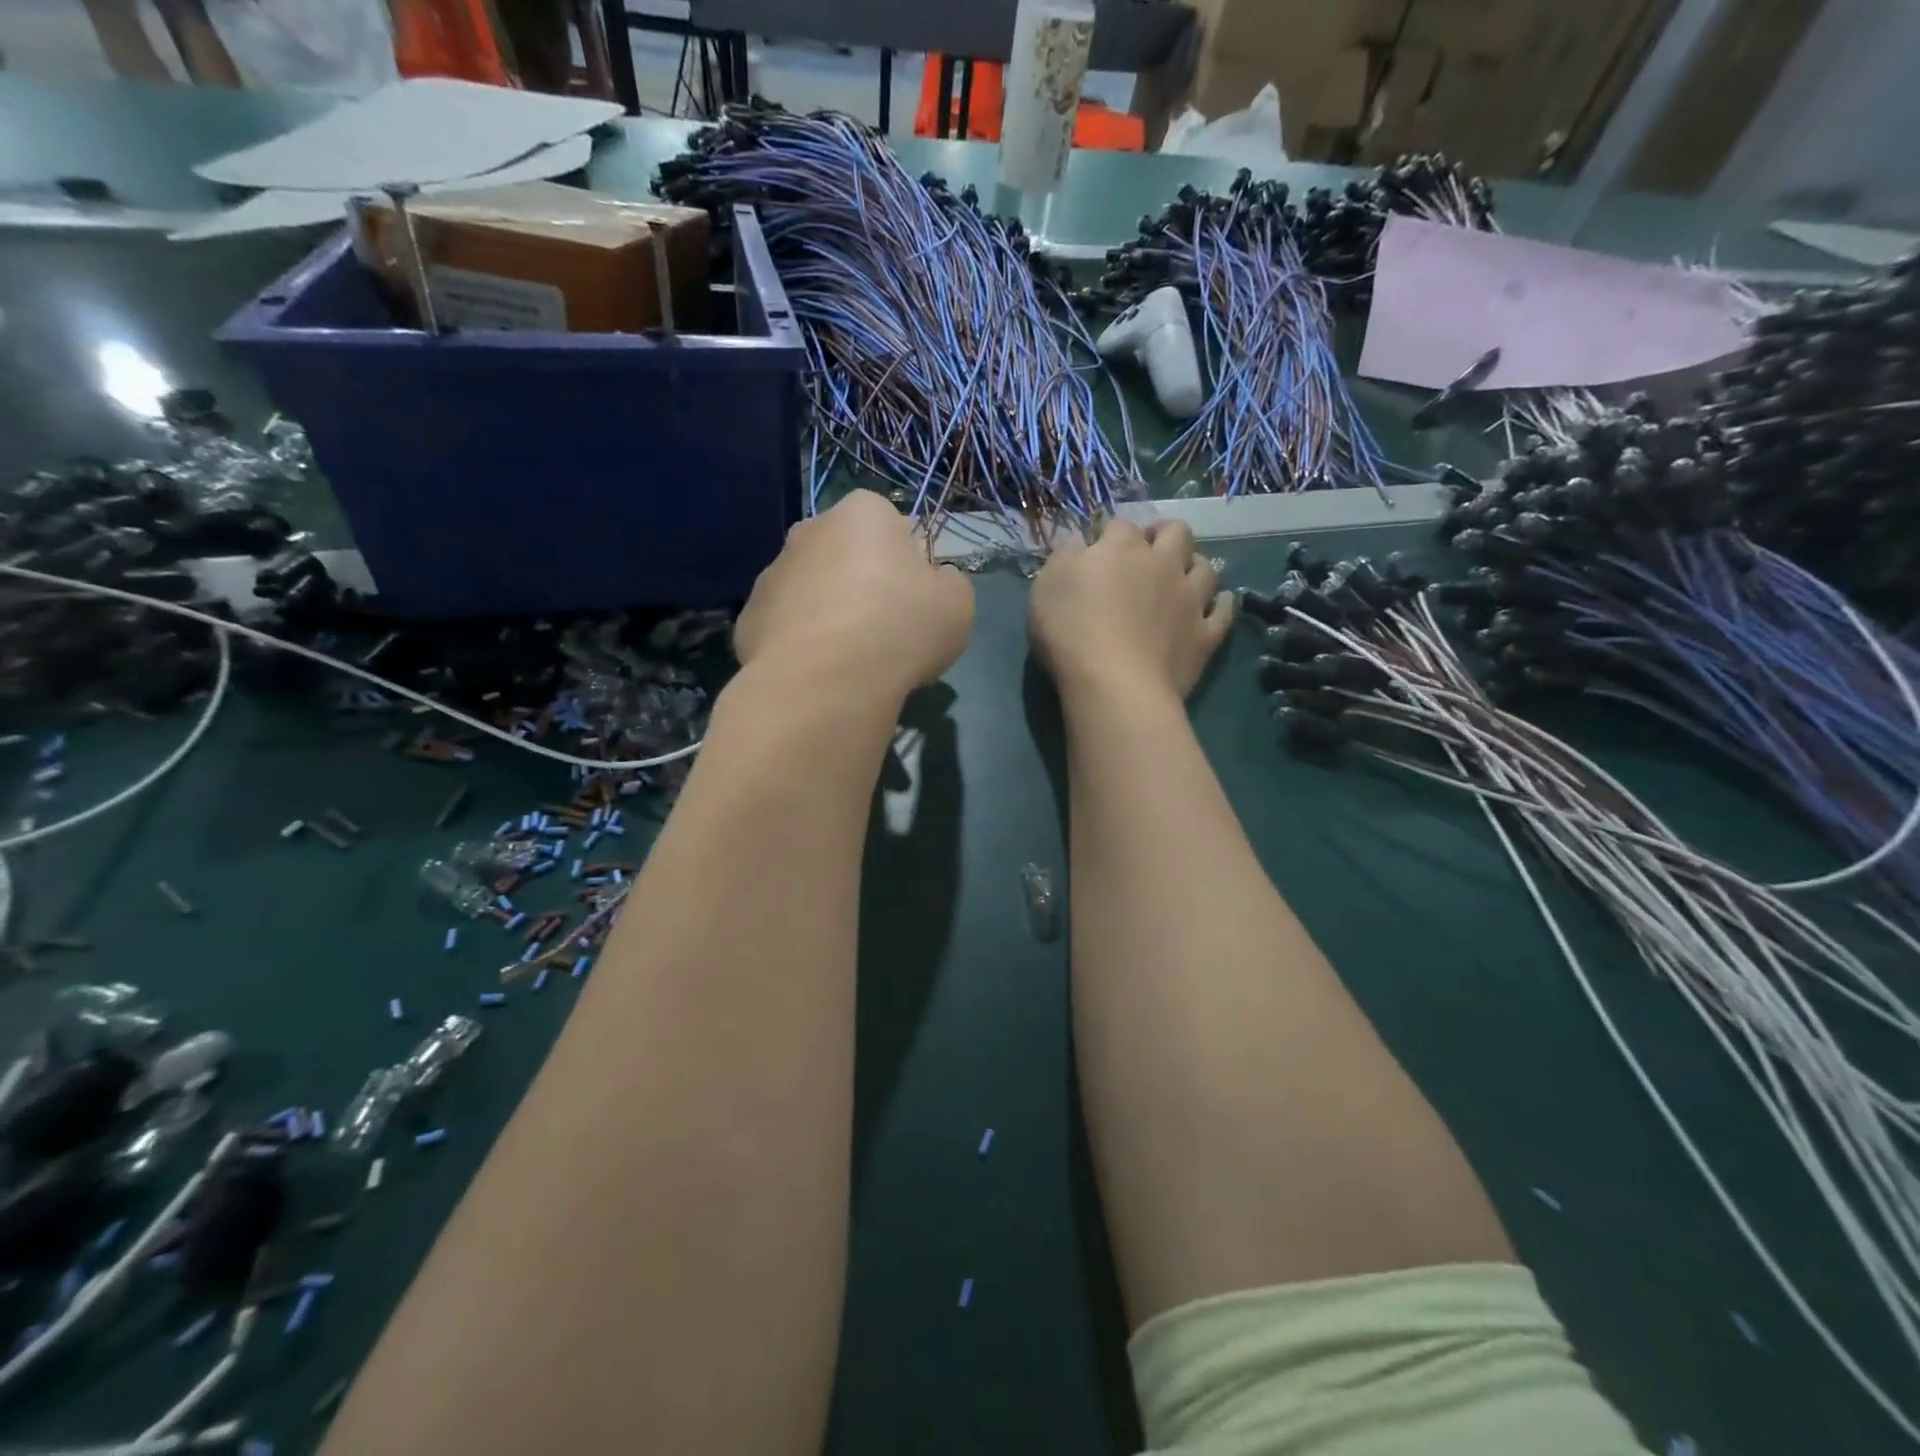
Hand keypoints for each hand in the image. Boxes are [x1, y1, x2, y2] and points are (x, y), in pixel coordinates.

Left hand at [735, 491, 974, 703]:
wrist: (825, 682)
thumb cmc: (900, 629)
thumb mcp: (957, 605)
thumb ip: (949, 582)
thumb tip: (935, 581)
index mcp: (863, 513)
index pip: (891, 525)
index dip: (907, 563)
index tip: (914, 600)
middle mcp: (809, 530)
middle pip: (845, 555)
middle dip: (862, 584)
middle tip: (884, 631)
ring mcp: (771, 574)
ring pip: (811, 591)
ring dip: (829, 615)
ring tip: (850, 662)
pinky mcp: (748, 620)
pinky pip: (786, 628)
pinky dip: (802, 646)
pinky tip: (819, 675)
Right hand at [1028, 517, 1233, 702]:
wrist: (1115, 685)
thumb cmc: (1072, 632)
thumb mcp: (1047, 586)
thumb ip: (1064, 557)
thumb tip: (1078, 544)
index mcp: (1122, 548)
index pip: (1119, 526)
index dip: (1109, 535)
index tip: (1097, 552)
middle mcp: (1163, 564)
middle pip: (1175, 532)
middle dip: (1163, 535)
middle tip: (1149, 552)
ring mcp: (1189, 599)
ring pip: (1205, 567)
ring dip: (1194, 566)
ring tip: (1181, 578)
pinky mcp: (1205, 635)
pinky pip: (1223, 612)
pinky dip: (1221, 604)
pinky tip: (1216, 605)